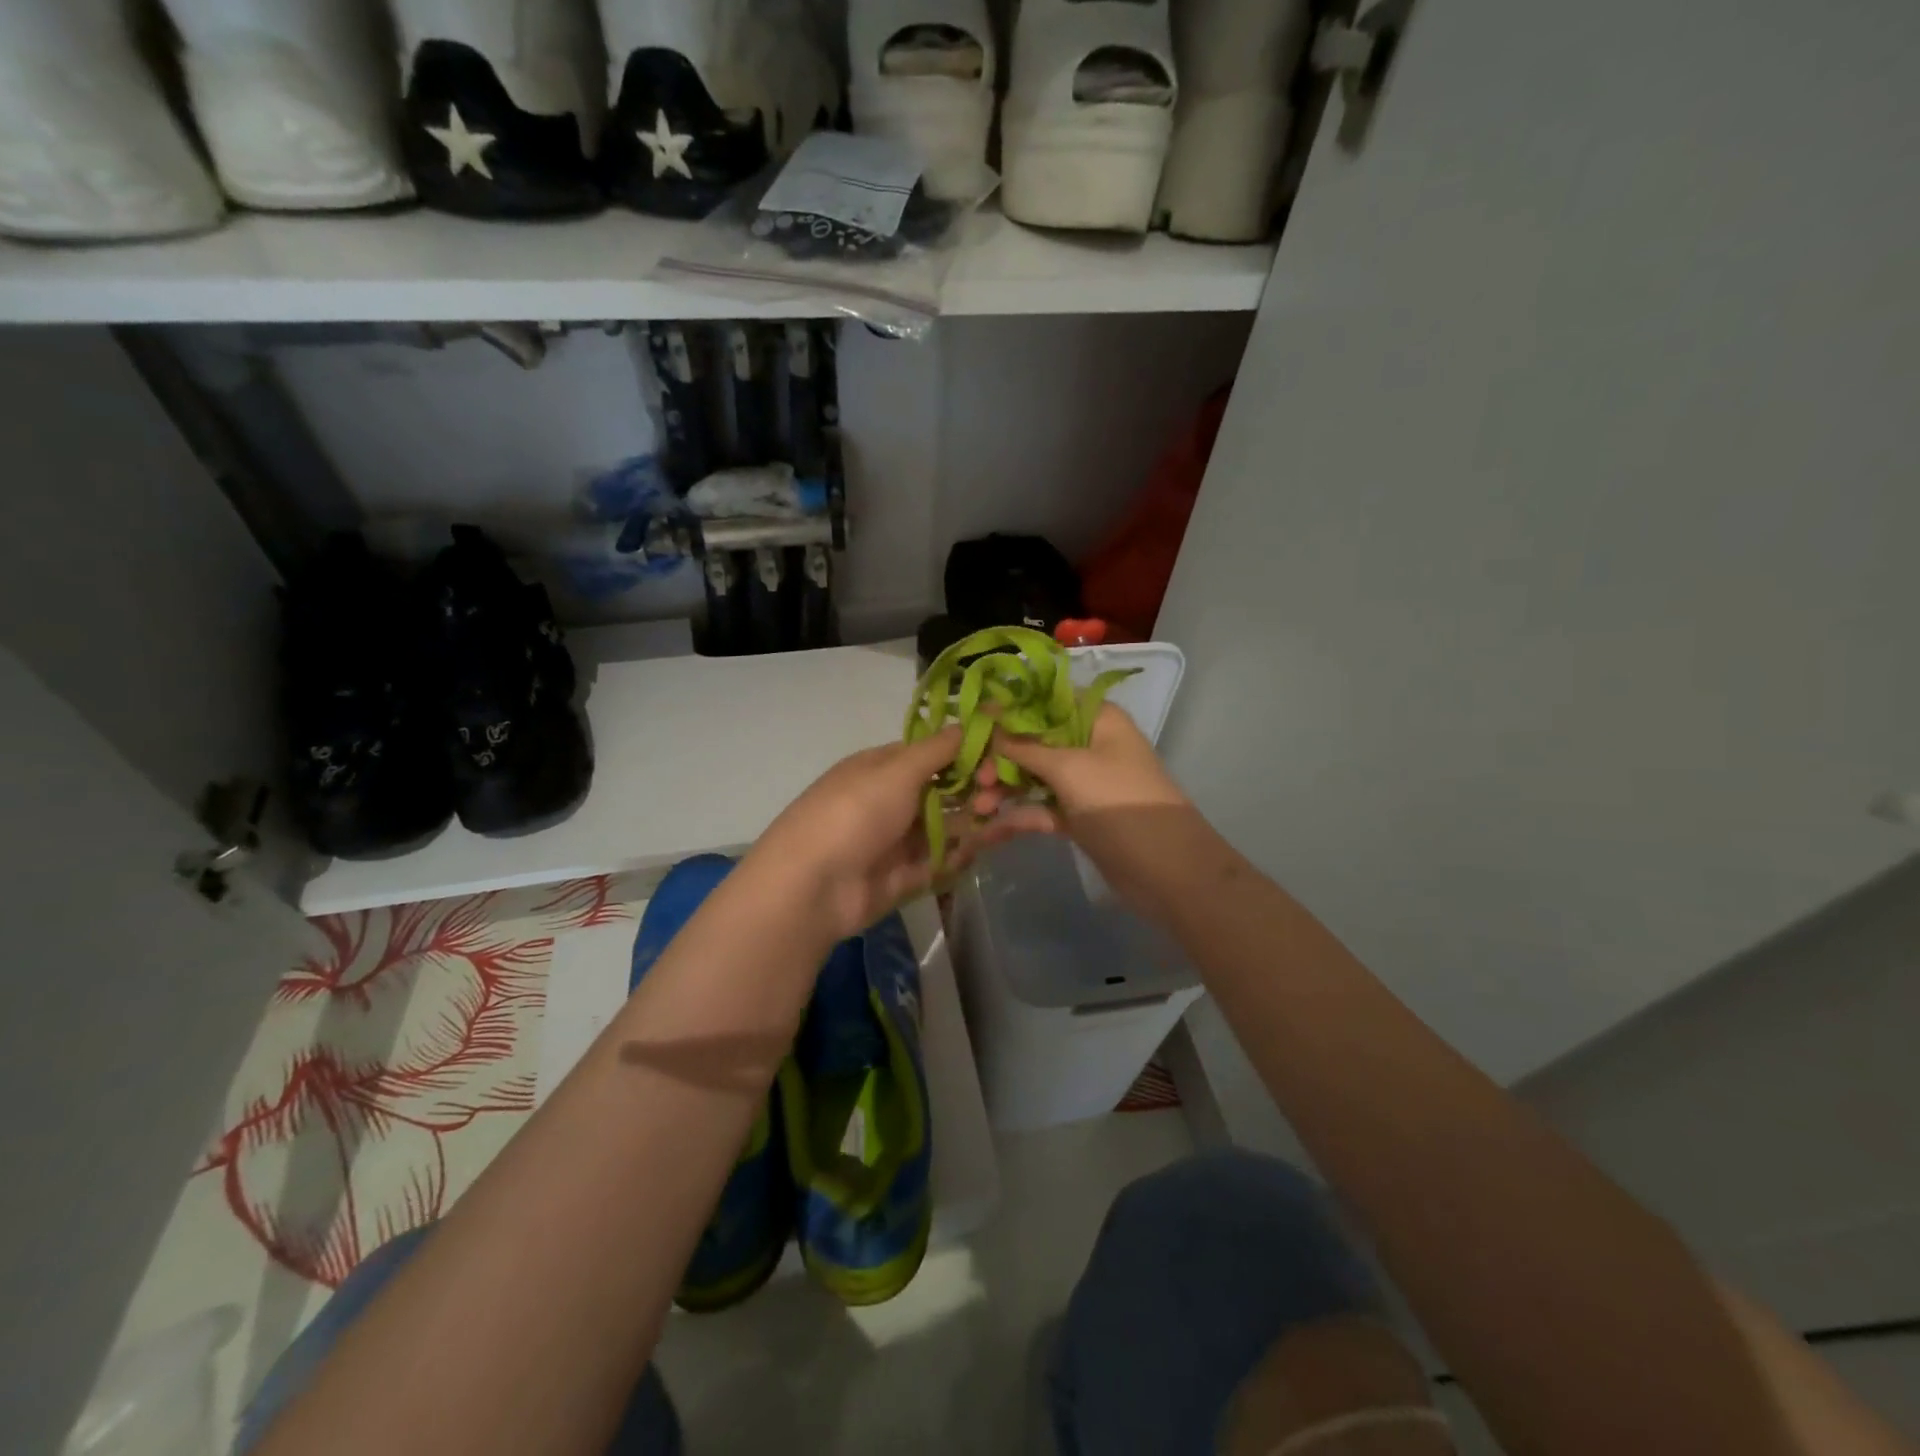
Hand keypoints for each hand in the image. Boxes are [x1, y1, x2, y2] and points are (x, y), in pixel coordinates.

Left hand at [747, 727, 1055, 943]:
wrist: (813, 887)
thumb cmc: (854, 813)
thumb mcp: (897, 770)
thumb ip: (941, 748)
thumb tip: (979, 716)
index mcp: (884, 767)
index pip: (935, 752)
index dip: (969, 752)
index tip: (1001, 754)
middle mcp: (894, 800)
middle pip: (947, 789)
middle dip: (977, 786)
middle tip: (997, 791)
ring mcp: (900, 839)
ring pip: (950, 824)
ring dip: (978, 817)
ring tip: (1006, 815)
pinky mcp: (909, 875)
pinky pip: (945, 858)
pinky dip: (967, 850)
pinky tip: (993, 842)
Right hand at [970, 702, 1189, 824]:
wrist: (1168, 871)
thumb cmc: (1119, 803)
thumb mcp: (1068, 768)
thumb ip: (1023, 746)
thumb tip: (988, 720)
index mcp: (1096, 718)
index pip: (1044, 701)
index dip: (1007, 710)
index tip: (972, 723)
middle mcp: (1089, 744)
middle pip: (1034, 740)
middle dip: (1001, 757)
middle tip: (976, 778)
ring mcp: (1085, 782)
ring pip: (1034, 776)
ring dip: (1005, 789)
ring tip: (978, 809)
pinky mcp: (1080, 816)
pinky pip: (1042, 808)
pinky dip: (1018, 816)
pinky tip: (988, 831)